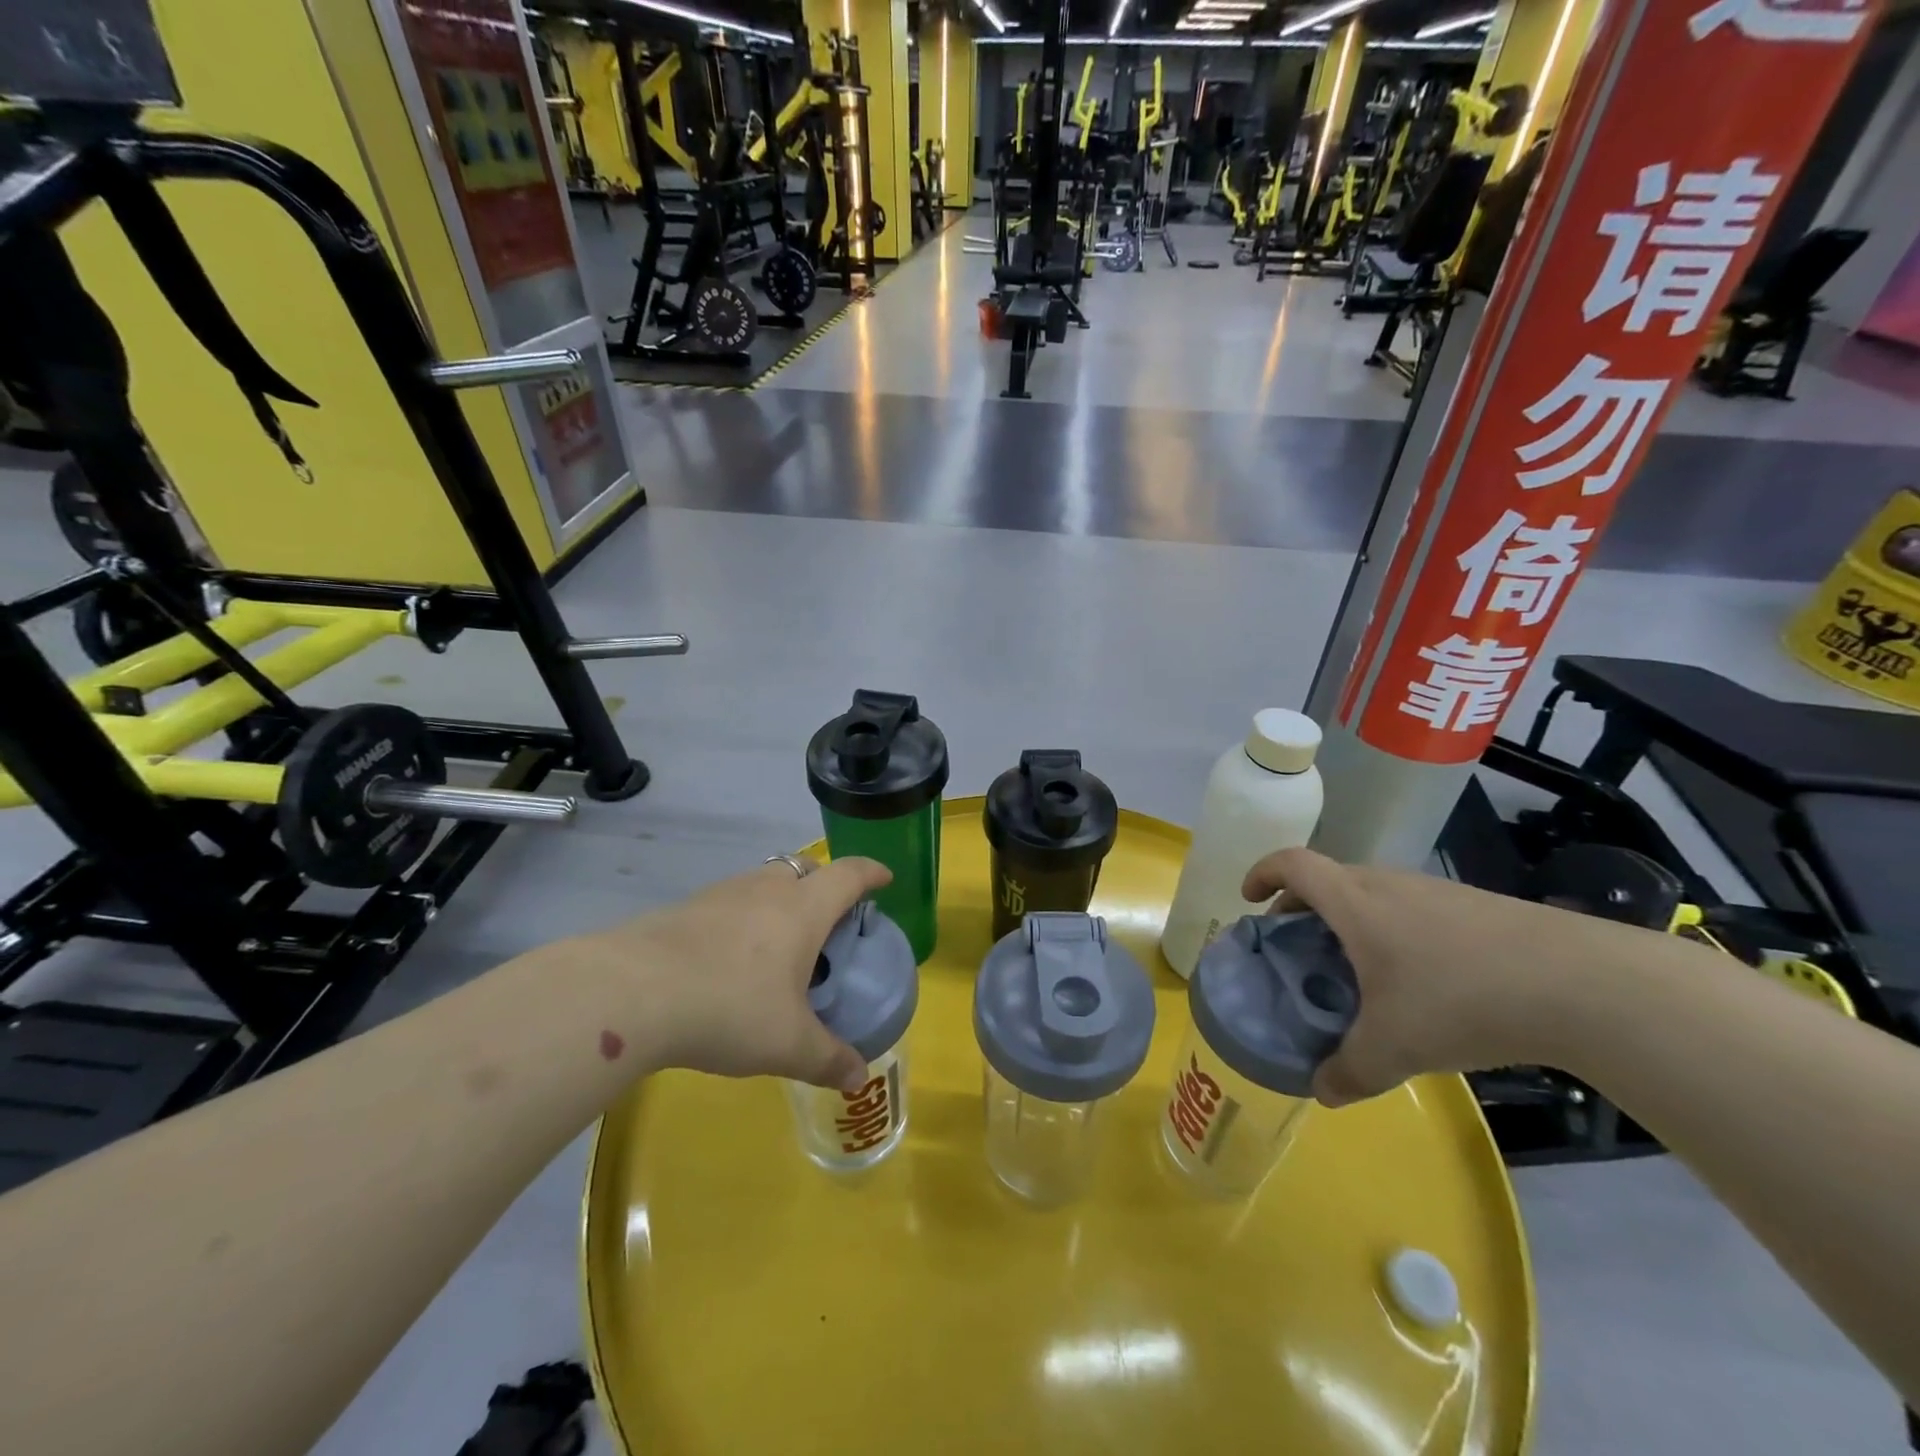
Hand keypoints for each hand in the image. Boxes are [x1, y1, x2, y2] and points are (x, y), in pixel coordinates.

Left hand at [604, 857, 892, 1092]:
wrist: (632, 993)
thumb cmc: (730, 1008)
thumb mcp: (788, 1044)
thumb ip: (828, 1059)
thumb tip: (859, 1077)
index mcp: (803, 909)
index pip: (849, 875)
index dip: (871, 873)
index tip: (884, 879)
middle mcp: (765, 890)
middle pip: (804, 868)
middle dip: (823, 884)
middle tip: (827, 919)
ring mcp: (721, 894)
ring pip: (763, 882)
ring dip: (778, 900)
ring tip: (777, 945)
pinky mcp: (684, 909)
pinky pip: (728, 903)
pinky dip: (741, 919)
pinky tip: (728, 960)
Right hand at [1241, 848, 1642, 1106]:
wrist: (1583, 983)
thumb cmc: (1462, 999)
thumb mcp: (1395, 1047)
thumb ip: (1349, 1070)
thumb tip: (1322, 1091)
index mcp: (1355, 902)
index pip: (1293, 864)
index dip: (1263, 872)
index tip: (1251, 899)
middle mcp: (1388, 884)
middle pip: (1329, 879)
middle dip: (1302, 907)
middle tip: (1299, 949)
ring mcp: (1435, 892)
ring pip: (1372, 894)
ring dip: (1349, 920)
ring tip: (1355, 970)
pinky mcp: (1475, 907)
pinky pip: (1411, 908)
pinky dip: (1391, 930)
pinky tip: (1418, 980)